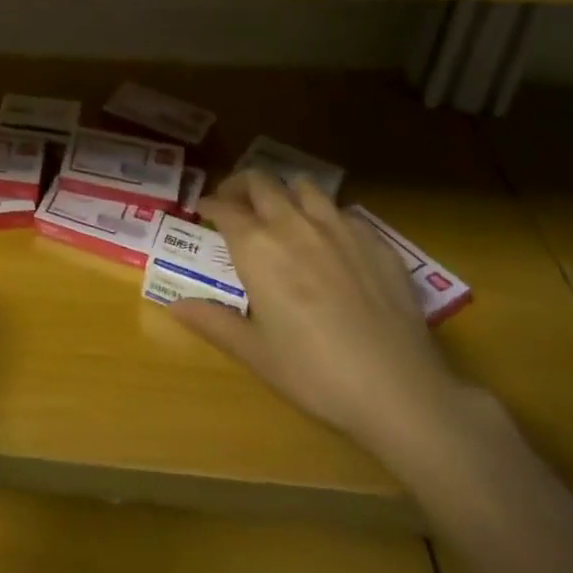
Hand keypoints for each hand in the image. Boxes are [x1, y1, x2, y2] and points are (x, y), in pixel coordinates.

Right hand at [176, 171, 462, 462]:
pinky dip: (326, 215)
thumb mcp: (255, 352)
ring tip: (281, 212)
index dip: (209, 205)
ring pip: (304, 186)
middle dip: (241, 187)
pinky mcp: (376, 241)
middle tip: (235, 204)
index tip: (202, 211)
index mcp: (257, 247)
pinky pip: (343, 211)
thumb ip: (212, 321)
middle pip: (260, 182)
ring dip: (285, 192)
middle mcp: (293, 225)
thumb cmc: (314, 373)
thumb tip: (173, 305)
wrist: (399, 390)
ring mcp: (339, 228)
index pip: (224, 208)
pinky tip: (330, 242)